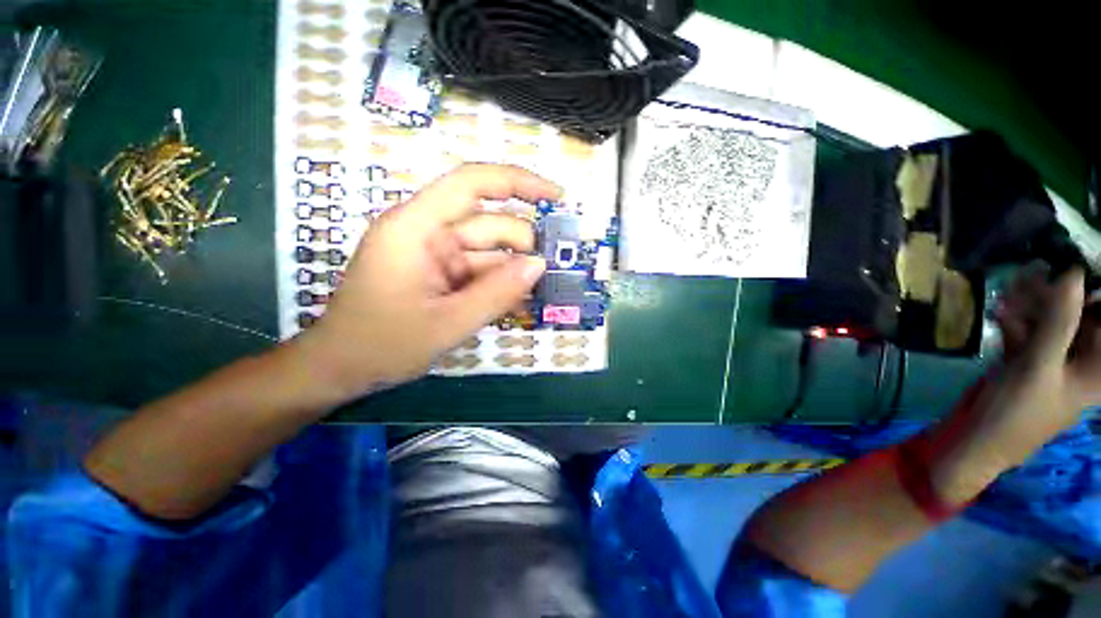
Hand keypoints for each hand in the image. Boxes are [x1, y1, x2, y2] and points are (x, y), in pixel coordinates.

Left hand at [294, 163, 556, 401]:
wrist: (342, 369)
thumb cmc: (382, 345)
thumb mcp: (448, 323)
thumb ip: (497, 293)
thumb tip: (540, 265)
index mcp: (416, 227)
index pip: (471, 183)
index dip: (518, 182)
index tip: (557, 197)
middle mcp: (427, 231)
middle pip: (488, 224)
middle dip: (521, 248)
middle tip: (548, 277)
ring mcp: (434, 253)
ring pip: (488, 251)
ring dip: (513, 272)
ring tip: (535, 296)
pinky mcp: (440, 272)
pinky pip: (479, 270)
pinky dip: (499, 284)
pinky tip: (515, 302)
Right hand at [988, 264, 1098, 445]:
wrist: (978, 438)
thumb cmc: (1017, 411)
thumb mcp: (1038, 367)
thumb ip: (1059, 321)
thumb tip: (1073, 271)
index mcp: (1100, 368)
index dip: (1094, 291)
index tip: (1073, 266)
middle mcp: (1084, 359)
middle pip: (1082, 315)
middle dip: (1059, 292)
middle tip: (1033, 273)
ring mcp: (1057, 359)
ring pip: (1054, 320)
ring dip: (1033, 303)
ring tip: (1011, 288)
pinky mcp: (1032, 360)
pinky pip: (1031, 331)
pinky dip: (1017, 318)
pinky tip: (1000, 311)